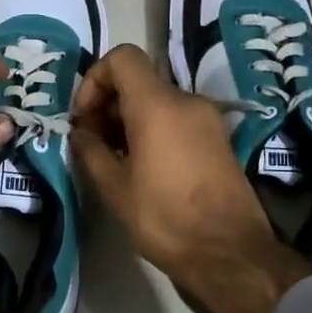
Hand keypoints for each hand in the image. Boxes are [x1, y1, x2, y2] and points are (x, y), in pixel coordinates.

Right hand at [70, 45, 311, 312]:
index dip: (95, 79)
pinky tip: (141, 167)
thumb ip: (90, 150)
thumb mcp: (114, 187)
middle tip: (92, 142)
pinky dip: (153, 130)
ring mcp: (208, 119)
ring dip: (129, 120)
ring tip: (114, 158)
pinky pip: (176, 119)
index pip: (122, 58)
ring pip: (157, 101)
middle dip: (108, 104)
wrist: (230, 254)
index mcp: (158, 105)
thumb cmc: (165, 218)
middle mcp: (187, 101)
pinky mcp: (218, 139)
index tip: (85, 117)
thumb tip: (81, 132)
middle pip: (139, 80)